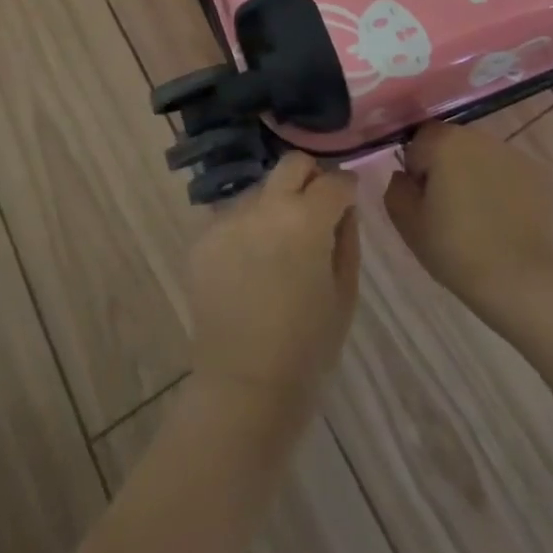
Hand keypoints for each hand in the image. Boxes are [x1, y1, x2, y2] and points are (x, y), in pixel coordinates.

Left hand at [187, 152, 360, 414]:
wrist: (244, 388)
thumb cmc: (307, 349)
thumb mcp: (344, 295)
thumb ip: (347, 239)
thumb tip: (343, 208)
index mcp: (306, 219)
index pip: (334, 181)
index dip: (346, 188)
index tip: (348, 200)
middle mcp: (265, 206)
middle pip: (292, 164)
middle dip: (310, 177)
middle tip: (315, 209)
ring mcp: (229, 218)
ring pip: (261, 190)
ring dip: (276, 205)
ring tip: (278, 246)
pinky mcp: (204, 237)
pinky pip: (234, 217)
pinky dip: (248, 230)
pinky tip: (251, 265)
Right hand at [384, 123, 552, 315]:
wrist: (520, 281)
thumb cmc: (456, 250)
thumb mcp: (408, 224)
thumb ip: (396, 189)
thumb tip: (405, 177)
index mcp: (444, 142)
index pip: (419, 142)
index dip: (417, 171)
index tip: (424, 202)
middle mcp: (479, 137)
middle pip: (452, 144)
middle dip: (447, 169)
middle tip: (449, 211)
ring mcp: (513, 153)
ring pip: (482, 157)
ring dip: (476, 176)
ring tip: (480, 218)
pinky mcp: (539, 174)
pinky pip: (509, 174)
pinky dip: (504, 189)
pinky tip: (505, 221)